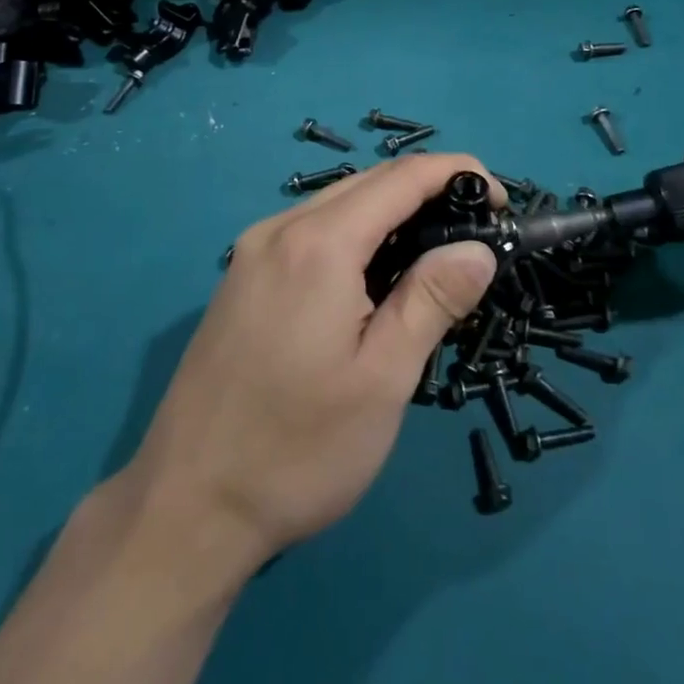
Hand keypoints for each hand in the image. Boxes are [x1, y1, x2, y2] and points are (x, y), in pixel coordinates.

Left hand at [126, 154, 500, 569]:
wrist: (184, 509)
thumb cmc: (296, 450)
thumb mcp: (382, 379)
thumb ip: (432, 300)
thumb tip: (477, 248)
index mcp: (318, 243)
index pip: (402, 178)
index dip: (457, 174)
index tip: (500, 200)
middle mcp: (279, 229)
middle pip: (368, 183)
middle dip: (428, 192)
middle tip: (474, 234)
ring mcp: (252, 252)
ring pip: (337, 205)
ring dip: (391, 213)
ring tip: (434, 255)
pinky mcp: (241, 278)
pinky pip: (309, 231)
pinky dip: (355, 234)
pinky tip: (373, 277)